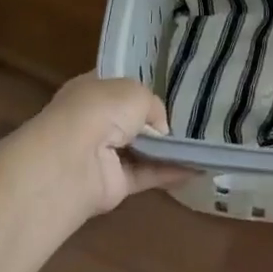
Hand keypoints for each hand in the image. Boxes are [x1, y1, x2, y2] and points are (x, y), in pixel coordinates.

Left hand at [29, 74, 190, 217]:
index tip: (168, 90)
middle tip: (190, 118)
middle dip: (155, 121)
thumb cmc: (100, 111)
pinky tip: (197, 168)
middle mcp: (94, 121)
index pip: (117, 86)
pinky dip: (170, 172)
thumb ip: (153, 106)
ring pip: (140, 150)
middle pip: (130, 120)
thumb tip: (160, 130)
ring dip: (166, 149)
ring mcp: (102, 155)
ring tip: (199, 143)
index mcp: (91, 90)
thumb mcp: (136, 92)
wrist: (73, 161)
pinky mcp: (112, 185)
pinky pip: (146, 175)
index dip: (141, 87)